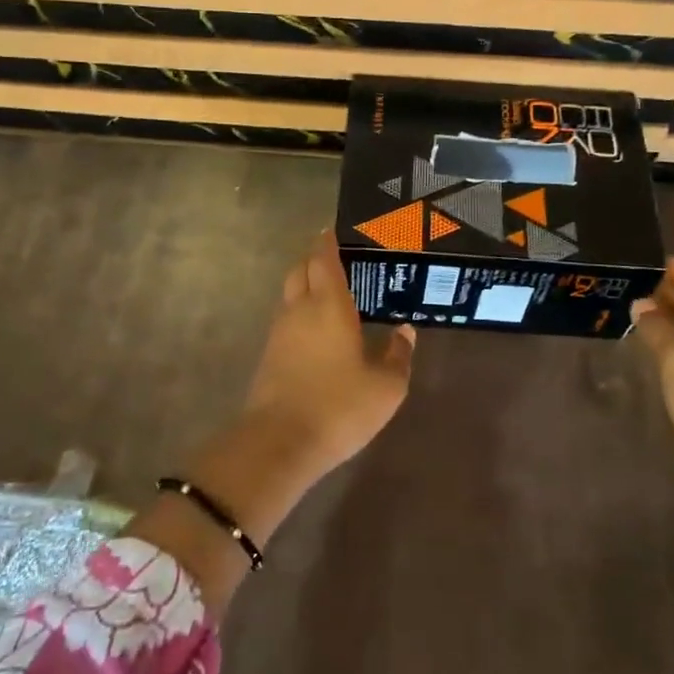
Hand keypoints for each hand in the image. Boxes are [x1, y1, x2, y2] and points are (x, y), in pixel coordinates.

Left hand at [239, 229, 416, 473]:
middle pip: (300, 270)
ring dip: (306, 288)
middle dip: (314, 260)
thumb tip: (404, 331)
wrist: (280, 442)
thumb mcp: (386, 386)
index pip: (323, 258)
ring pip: (290, 295)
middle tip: (338, 261)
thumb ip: (398, 354)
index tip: (334, 231)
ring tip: (332, 296)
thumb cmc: (340, 406)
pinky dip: (301, 315)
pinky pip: (286, 321)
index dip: (328, 241)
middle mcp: (299, 310)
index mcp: (328, 304)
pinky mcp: (269, 356)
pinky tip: (319, 332)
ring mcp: (279, 333)